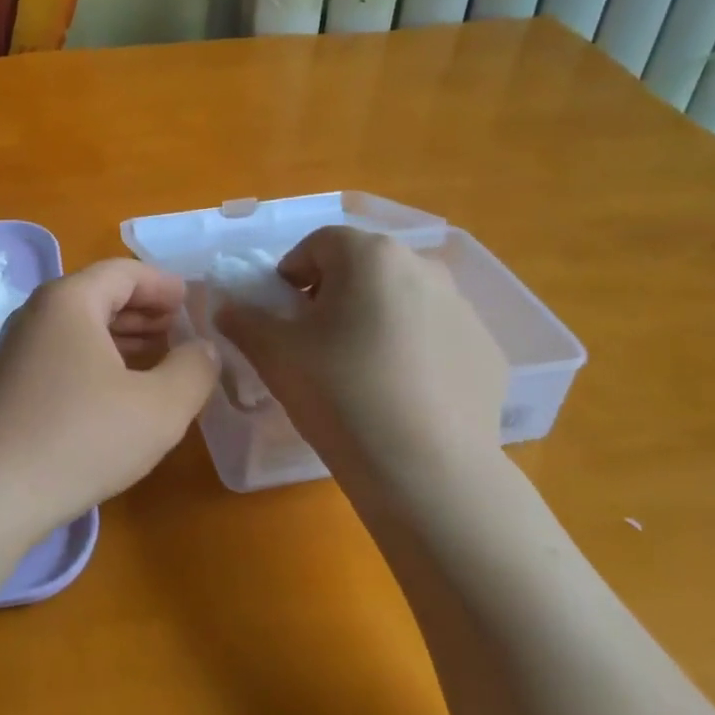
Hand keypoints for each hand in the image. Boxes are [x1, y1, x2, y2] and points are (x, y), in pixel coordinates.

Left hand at [0, 260, 218, 538]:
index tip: (193, 303)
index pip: (124, 272)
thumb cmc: (80, 437)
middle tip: (181, 332)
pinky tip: (117, 393)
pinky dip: (96, 360)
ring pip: (79, 327)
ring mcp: (15, 348)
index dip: (164, 284)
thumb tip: (203, 348)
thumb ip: (193, 370)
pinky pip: (62, 354)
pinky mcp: (6, 383)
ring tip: (158, 360)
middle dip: (145, 311)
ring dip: (122, 337)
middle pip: (98, 295)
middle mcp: (36, 313)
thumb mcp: (158, 407)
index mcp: (69, 300)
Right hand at [217, 227, 505, 468]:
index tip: (281, 315)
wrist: (426, 470)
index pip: (318, 244)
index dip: (290, 274)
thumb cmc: (339, 393)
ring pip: (402, 300)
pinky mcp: (488, 352)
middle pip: (363, 268)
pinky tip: (400, 396)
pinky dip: (414, 352)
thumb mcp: (273, 353)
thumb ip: (242, 319)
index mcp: (370, 255)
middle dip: (333, 295)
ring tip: (359, 372)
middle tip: (315, 343)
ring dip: (375, 320)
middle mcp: (423, 267)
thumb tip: (227, 307)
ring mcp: (464, 310)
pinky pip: (436, 338)